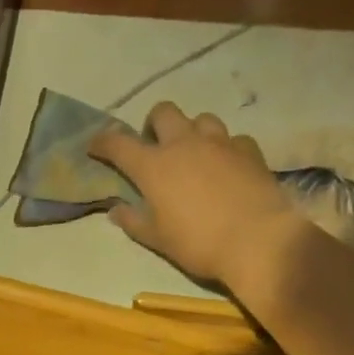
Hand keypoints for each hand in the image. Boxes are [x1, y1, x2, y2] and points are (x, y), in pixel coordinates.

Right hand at [89, 102, 295, 285]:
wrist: (258, 241)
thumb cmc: (198, 243)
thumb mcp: (157, 239)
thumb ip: (133, 221)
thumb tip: (116, 210)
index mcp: (153, 166)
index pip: (118, 144)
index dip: (102, 142)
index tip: (94, 147)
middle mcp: (184, 144)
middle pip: (163, 112)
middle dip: (153, 124)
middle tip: (155, 147)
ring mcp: (220, 143)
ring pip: (201, 119)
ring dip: (192, 131)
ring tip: (193, 154)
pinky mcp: (250, 151)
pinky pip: (233, 139)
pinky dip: (225, 149)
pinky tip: (227, 166)